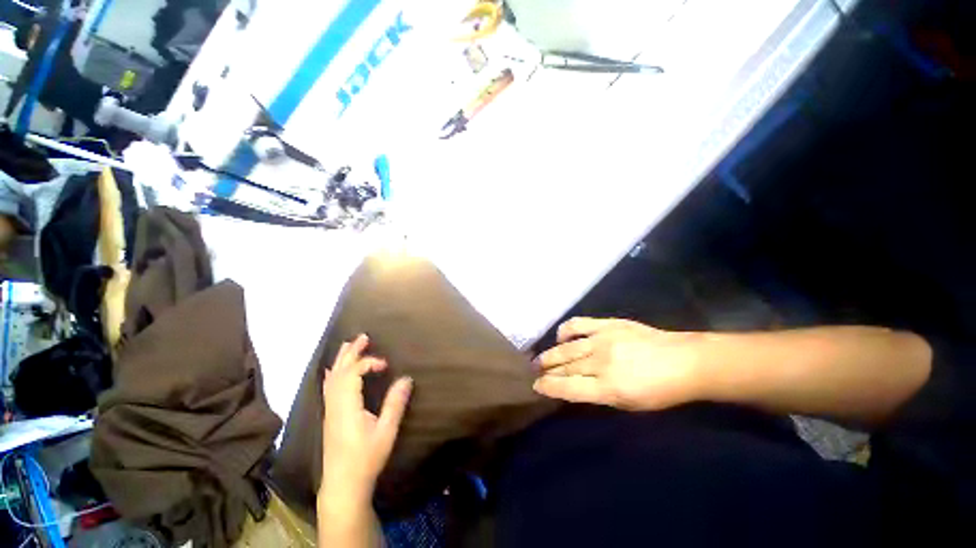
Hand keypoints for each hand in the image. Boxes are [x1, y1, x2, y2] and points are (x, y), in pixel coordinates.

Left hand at [320, 334, 412, 503]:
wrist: (342, 485)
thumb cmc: (366, 458)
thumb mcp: (386, 431)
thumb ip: (395, 403)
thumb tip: (406, 378)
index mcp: (347, 406)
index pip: (353, 373)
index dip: (369, 363)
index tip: (386, 365)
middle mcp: (335, 404)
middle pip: (339, 371)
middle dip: (351, 352)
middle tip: (363, 336)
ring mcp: (329, 410)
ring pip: (331, 378)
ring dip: (341, 359)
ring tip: (349, 344)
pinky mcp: (329, 416)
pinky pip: (328, 387)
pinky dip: (332, 373)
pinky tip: (332, 370)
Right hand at [533, 318, 705, 410]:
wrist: (684, 361)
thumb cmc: (660, 391)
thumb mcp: (630, 405)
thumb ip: (599, 395)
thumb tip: (574, 387)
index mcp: (609, 388)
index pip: (569, 388)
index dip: (549, 387)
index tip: (536, 386)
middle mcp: (601, 363)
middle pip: (566, 366)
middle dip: (547, 370)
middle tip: (534, 371)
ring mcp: (603, 340)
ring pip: (568, 348)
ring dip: (551, 353)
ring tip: (539, 358)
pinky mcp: (608, 324)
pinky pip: (579, 324)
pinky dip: (565, 330)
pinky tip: (560, 336)